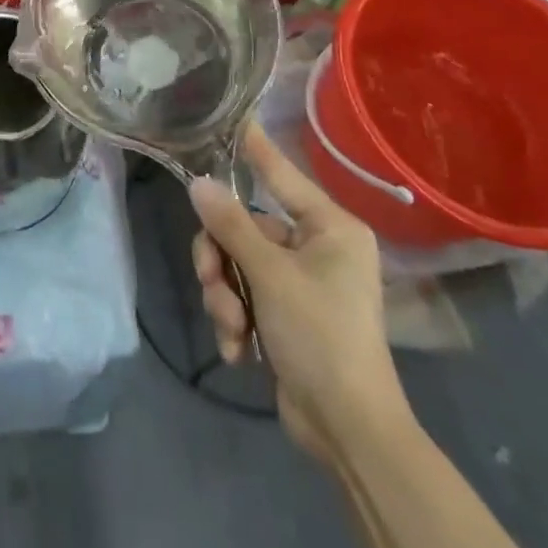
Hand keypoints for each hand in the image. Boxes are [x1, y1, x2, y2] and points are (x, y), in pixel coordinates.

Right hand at [189, 123, 411, 456]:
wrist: (349, 433)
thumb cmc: (321, 337)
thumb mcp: (270, 276)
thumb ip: (231, 224)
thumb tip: (198, 182)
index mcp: (330, 227)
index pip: (281, 173)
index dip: (253, 146)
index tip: (231, 114)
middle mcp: (317, 246)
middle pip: (244, 226)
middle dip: (221, 260)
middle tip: (214, 284)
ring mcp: (300, 280)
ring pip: (237, 261)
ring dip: (225, 294)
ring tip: (232, 328)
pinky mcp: (285, 312)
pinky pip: (244, 294)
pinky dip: (235, 319)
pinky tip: (238, 350)